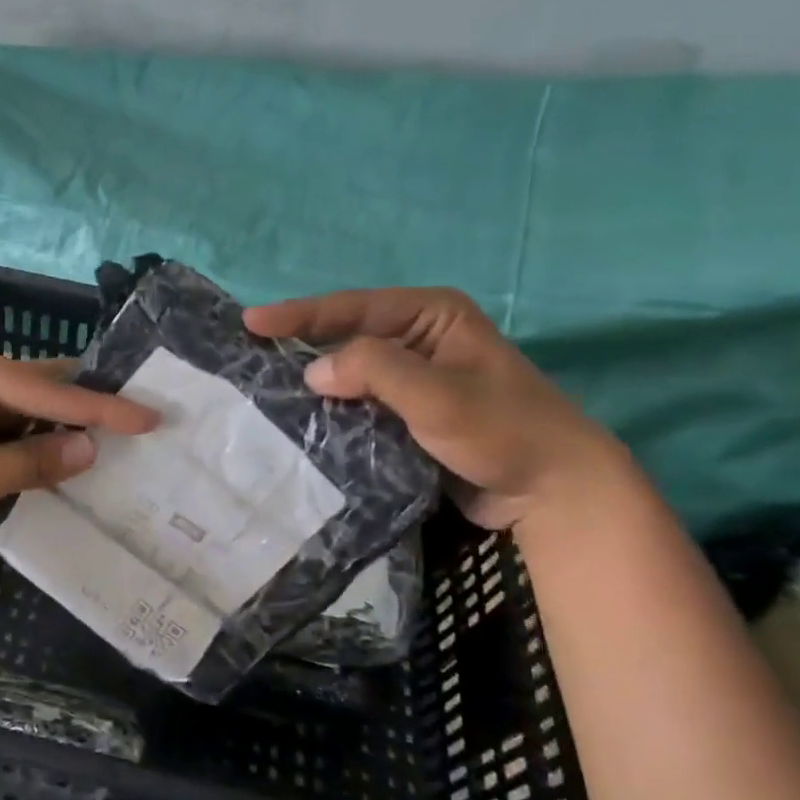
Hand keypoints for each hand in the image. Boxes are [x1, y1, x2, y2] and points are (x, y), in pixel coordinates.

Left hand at [0, 340, 157, 559]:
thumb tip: (91, 449)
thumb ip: (33, 461)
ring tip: (111, 438)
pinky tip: (59, 458)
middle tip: (137, 415)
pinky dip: (28, 446)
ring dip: (56, 428)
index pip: (47, 388)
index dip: (101, 408)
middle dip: (83, 406)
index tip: (150, 417)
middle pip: (35, 388)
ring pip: (19, 411)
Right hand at [245, 288, 627, 530]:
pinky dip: (331, 407)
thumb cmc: (503, 430)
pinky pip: (359, 401)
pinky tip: (300, 416)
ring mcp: (414, 377)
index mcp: (431, 315)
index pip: (353, 308)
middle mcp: (419, 338)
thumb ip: (375, 371)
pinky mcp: (408, 412)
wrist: (551, 491)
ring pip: (349, 370)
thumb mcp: (438, 394)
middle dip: (300, 344)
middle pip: (346, 335)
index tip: (250, 322)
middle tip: (248, 353)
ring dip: (313, 379)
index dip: (299, 314)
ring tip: (261, 384)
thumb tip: (312, 370)